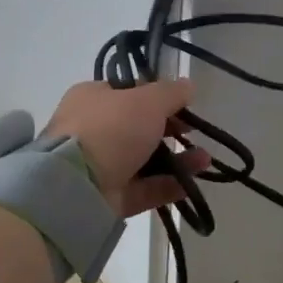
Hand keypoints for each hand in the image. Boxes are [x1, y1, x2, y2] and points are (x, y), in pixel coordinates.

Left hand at [43, 79, 211, 218]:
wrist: (77, 185)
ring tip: (205, 160)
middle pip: (138, 128)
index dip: (157, 97)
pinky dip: (168, 186)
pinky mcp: (109, 198)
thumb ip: (171, 93)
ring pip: (145, 160)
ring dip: (177, 159)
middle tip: (195, 132)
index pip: (128, 93)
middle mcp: (93, 130)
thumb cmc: (111, 128)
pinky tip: (192, 183)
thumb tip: (188, 84)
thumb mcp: (147, 100)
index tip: (183, 104)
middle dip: (170, 130)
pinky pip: (144, 189)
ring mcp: (100, 166)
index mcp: (92, 99)